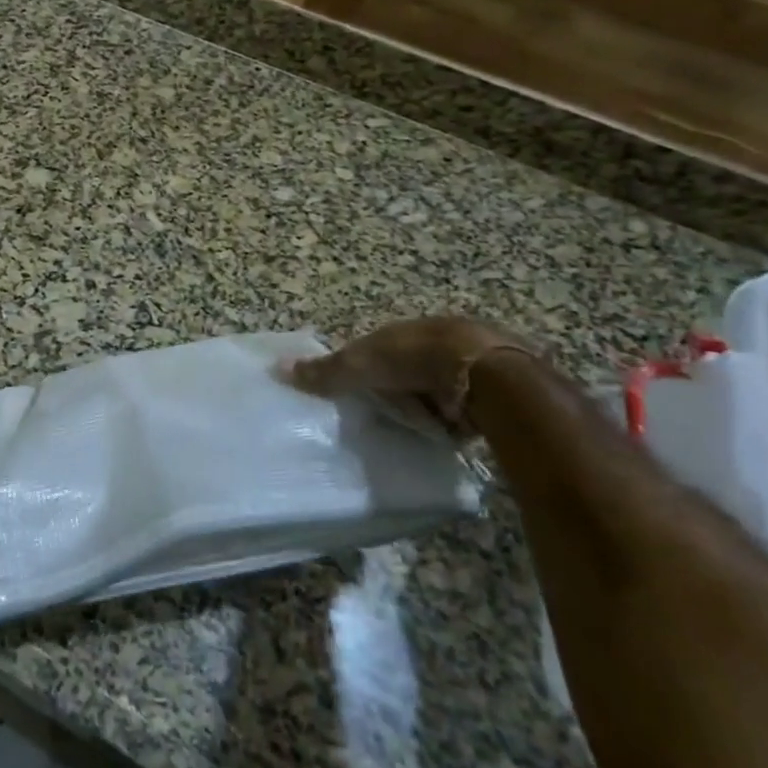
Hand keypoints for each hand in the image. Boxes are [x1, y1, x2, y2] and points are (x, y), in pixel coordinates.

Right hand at [283, 315, 531, 435]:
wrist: (484, 373)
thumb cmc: (414, 359)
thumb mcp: (360, 365)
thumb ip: (325, 372)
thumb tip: (276, 367)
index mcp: (404, 331)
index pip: (380, 350)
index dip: (369, 371)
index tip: (362, 393)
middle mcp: (435, 343)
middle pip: (409, 371)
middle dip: (402, 391)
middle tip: (392, 416)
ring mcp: (466, 366)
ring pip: (438, 391)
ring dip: (431, 408)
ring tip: (421, 430)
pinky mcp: (491, 391)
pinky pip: (466, 410)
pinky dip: (458, 422)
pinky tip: (451, 435)